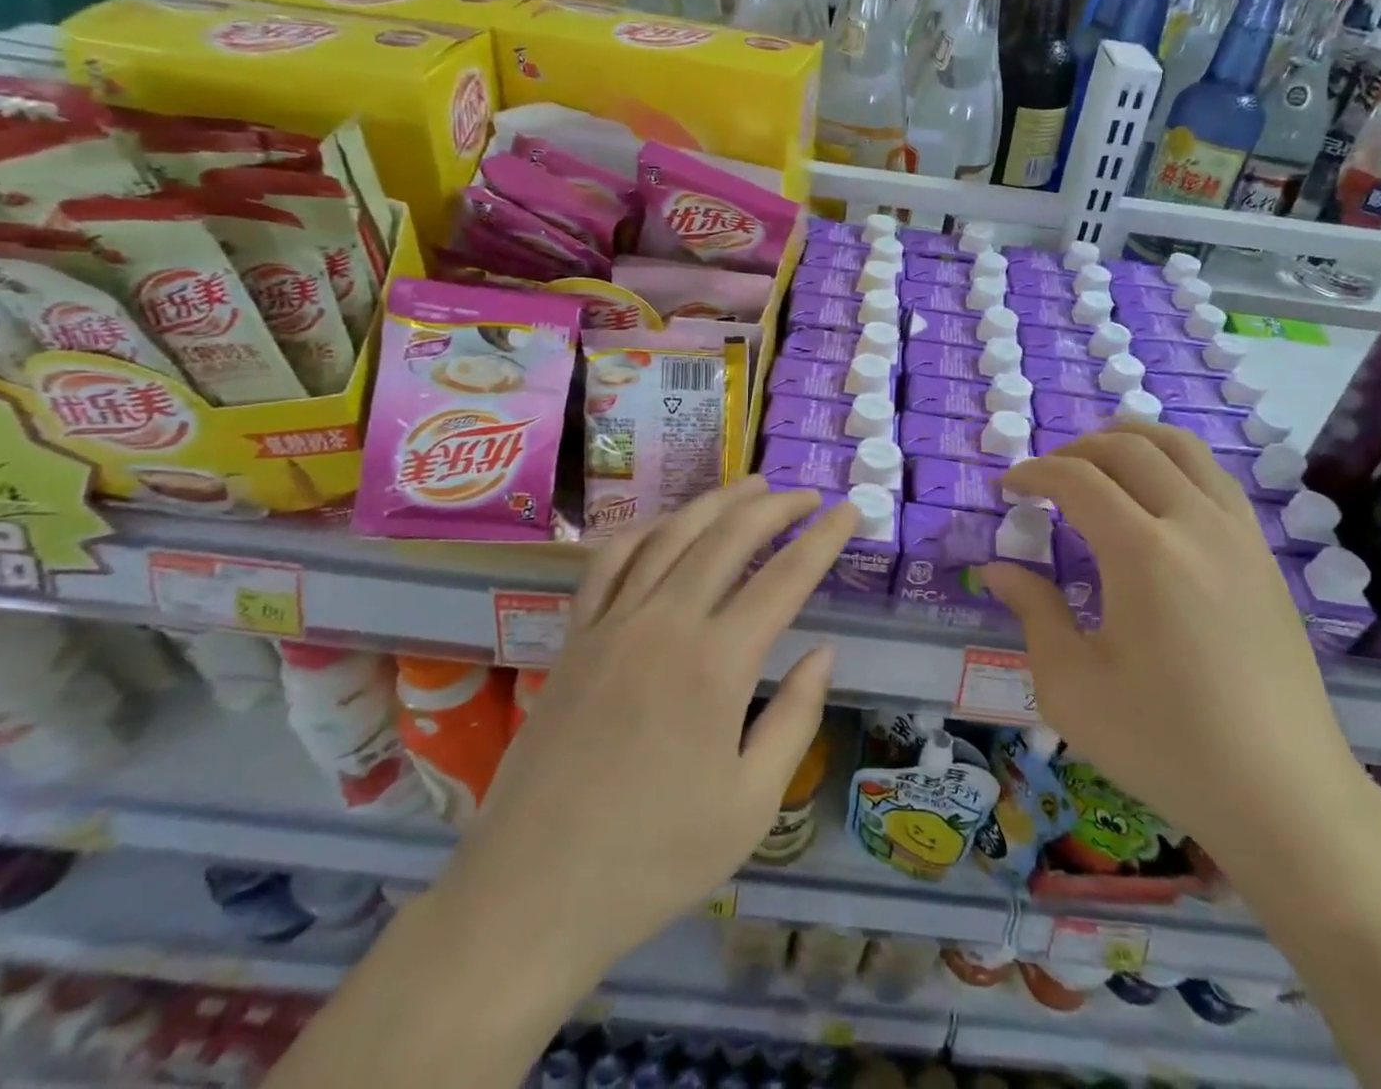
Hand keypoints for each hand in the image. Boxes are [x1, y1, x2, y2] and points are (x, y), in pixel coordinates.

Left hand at [433, 476, 854, 989]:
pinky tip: (666, 525)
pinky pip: (611, 561)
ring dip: (716, 502)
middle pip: (730, 537)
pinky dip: (646, 529)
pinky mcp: (575, 637)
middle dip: (776, 507)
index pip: (786, 577)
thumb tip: (823, 652)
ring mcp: (613, 623)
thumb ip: (795, 718)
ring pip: (671, 534)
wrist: (531, 894)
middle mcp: (666, 623)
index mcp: (717, 664)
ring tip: (751, 487)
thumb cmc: (654, 860)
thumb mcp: (751, 805)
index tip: (849, 513)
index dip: (824, 539)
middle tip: (807, 496)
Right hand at [983, 422, 1365, 854]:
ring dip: (1130, 441)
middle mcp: (1195, 524)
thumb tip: (997, 570)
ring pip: (1182, 448)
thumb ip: (1032, 612)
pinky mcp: (1264, 557)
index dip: (1033, 473)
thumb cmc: (1164, 743)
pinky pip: (1215, 478)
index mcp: (1143, 552)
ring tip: (1098, 463)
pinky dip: (1174, 464)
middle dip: (1075, 450)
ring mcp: (1239, 535)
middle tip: (1045, 478)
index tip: (1006, 488)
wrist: (1282, 795)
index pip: (1077, 480)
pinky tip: (1157, 497)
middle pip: (1128, 449)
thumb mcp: (1072, 685)